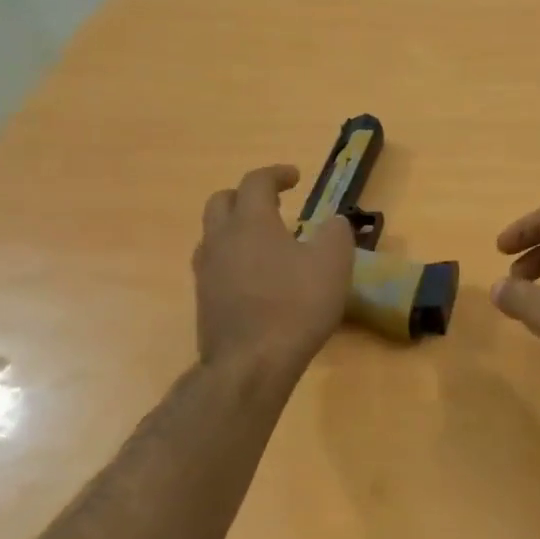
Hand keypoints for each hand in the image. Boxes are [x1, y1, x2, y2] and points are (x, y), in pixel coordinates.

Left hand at [193, 165, 354, 373]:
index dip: (276, 174)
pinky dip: (232, 257)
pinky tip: (254, 276)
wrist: (251, 364)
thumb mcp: (333, 263)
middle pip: (222, 201)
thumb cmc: (295, 305)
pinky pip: (214, 264)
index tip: (295, 178)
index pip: (256, 182)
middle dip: (246, 196)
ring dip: (236, 227)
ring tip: (264, 241)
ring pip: (213, 233)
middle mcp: (221, 238)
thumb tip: (333, 222)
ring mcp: (207, 271)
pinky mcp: (203, 300)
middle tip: (273, 204)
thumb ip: (336, 233)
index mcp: (251, 221)